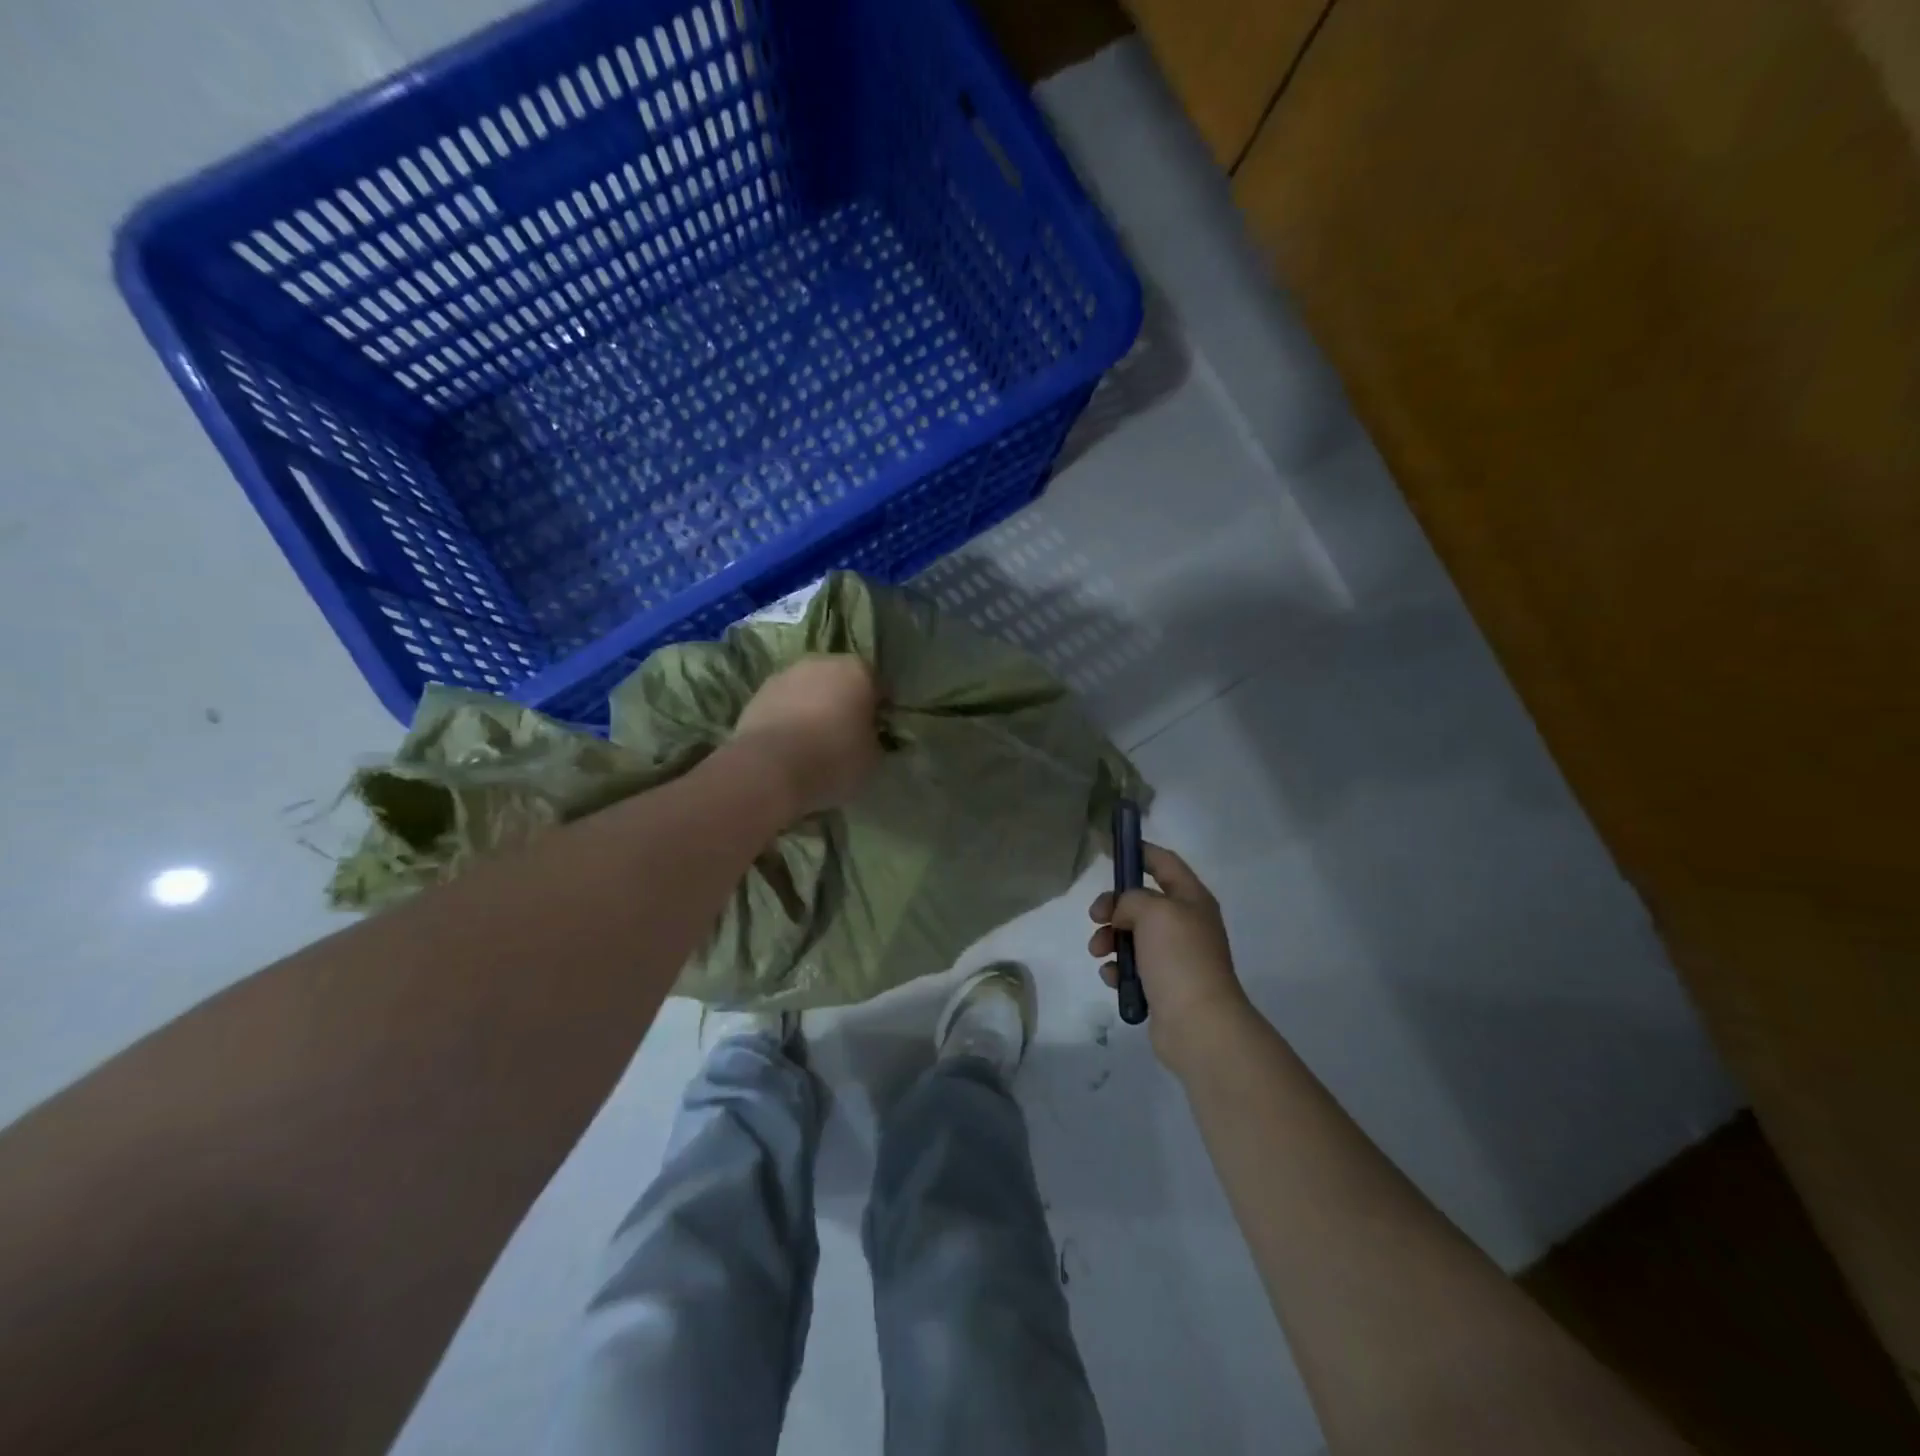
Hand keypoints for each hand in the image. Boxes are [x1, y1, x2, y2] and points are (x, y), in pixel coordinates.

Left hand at [732, 655, 882, 818]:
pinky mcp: (757, 693)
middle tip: (846, 733)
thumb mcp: (872, 757)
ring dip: (813, 707)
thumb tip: (868, 737)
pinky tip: (790, 745)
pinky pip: (784, 704)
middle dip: (844, 701)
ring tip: (814, 741)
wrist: (770, 767)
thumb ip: (874, 739)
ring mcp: (785, 674)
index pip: (877, 684)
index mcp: (857, 671)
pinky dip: (789, 718)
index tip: (878, 730)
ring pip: (808, 689)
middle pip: (840, 680)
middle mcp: (821, 662)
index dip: (879, 707)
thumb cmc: (834, 758)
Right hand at [1088, 842, 1252, 1071]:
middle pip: (1141, 901)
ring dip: (1109, 939)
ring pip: (1131, 935)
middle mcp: (1185, 924)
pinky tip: (1112, 977)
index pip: (1164, 863)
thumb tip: (1124, 914)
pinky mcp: (1162, 985)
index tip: (1110, 850)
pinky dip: (1117, 968)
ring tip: (1099, 952)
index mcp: (1191, 899)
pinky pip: (1131, 966)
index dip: (1139, 852)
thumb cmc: (1179, 958)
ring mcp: (1174, 956)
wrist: (1198, 1024)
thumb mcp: (1153, 911)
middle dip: (1113, 906)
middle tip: (1096, 916)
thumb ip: (1131, 898)